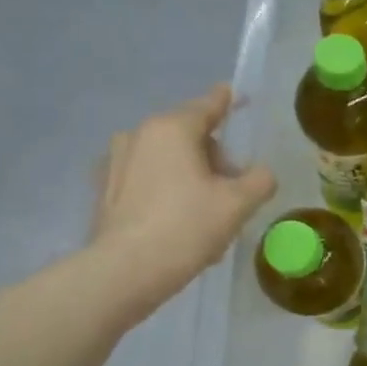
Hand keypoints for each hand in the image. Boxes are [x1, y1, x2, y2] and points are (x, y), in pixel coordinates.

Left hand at [90, 85, 275, 318]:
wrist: (126, 271)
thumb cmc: (186, 227)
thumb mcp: (238, 204)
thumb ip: (260, 180)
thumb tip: (261, 173)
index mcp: (172, 129)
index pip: (208, 106)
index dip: (227, 100)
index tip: (237, 94)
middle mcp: (139, 135)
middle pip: (189, 136)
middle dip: (215, 158)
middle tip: (232, 193)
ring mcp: (116, 162)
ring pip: (167, 159)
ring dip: (190, 176)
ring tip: (206, 215)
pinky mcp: (105, 190)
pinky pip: (147, 180)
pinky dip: (166, 191)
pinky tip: (176, 223)